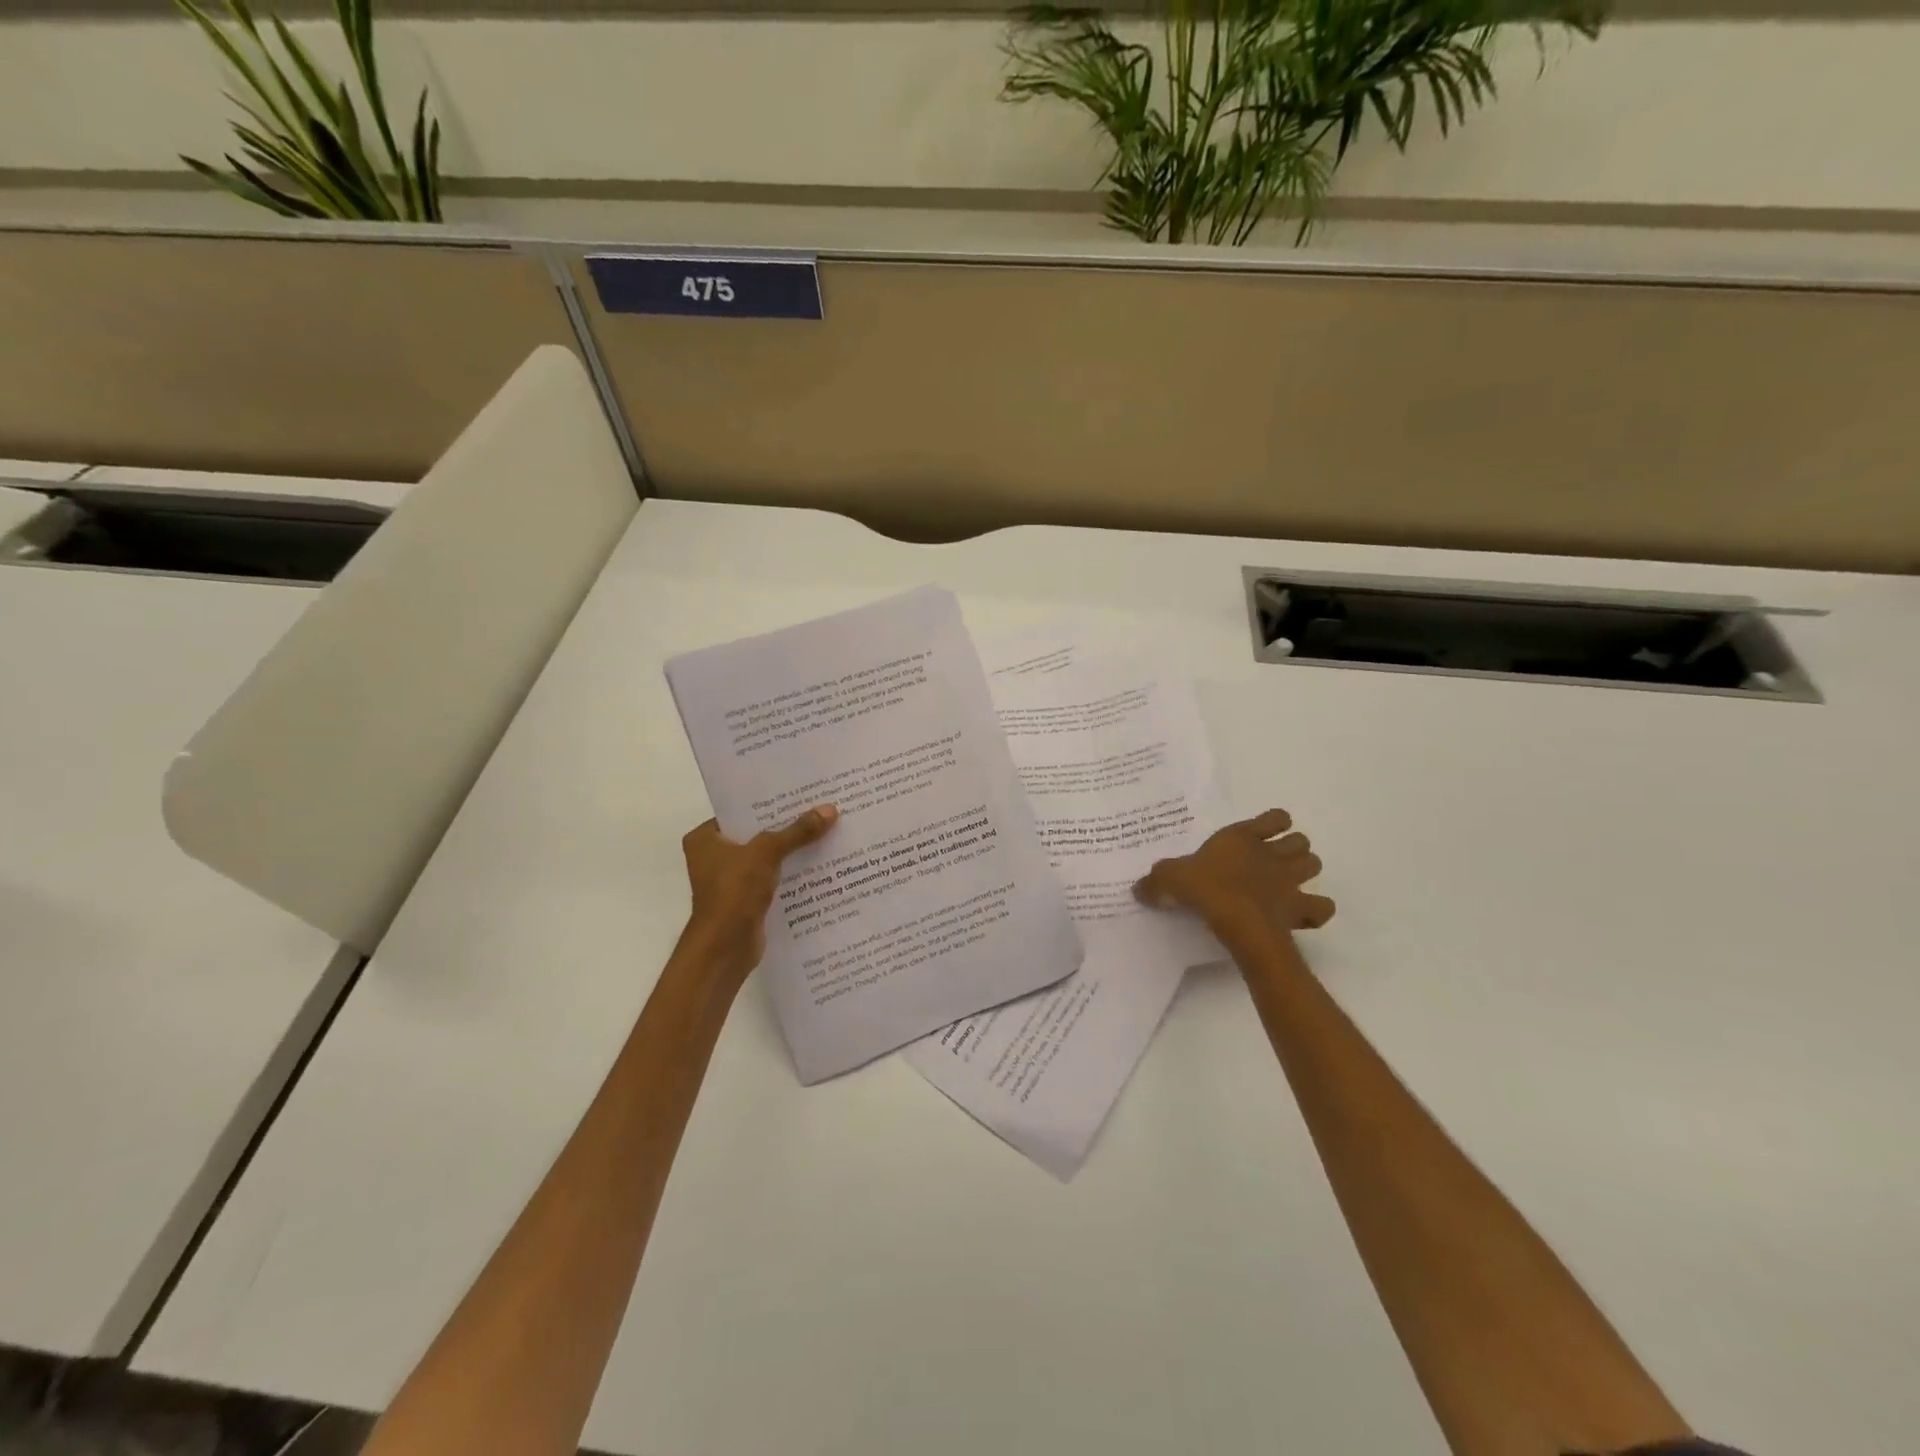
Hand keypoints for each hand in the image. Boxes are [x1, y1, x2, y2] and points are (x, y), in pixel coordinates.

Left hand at [679, 805, 838, 985]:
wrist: (725, 948)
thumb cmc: (734, 891)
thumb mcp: (767, 852)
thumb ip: (797, 831)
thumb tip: (830, 809)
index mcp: (704, 838)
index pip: (740, 811)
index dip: (768, 802)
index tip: (798, 792)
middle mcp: (713, 857)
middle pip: (756, 833)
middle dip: (785, 825)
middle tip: (818, 807)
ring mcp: (730, 880)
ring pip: (766, 857)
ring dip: (791, 850)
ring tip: (825, 831)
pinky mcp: (746, 900)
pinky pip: (773, 878)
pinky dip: (790, 873)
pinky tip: (819, 863)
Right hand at [1133, 808, 1333, 946]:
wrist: (1239, 921)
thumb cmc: (1206, 889)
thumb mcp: (1170, 879)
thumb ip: (1156, 880)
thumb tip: (1138, 888)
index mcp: (1243, 837)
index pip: (1275, 817)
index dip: (1274, 824)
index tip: (1261, 834)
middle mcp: (1271, 854)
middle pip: (1300, 841)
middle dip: (1293, 849)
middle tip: (1272, 862)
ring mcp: (1290, 881)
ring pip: (1314, 865)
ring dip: (1305, 871)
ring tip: (1287, 883)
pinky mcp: (1300, 909)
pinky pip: (1321, 907)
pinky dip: (1317, 909)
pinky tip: (1303, 913)